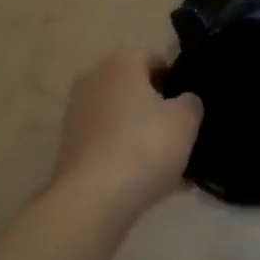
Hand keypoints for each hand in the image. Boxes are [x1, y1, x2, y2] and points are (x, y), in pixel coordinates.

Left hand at [50, 52, 202, 218]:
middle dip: (156, 111)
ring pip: (120, 118)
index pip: (155, 60)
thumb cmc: (143, 147)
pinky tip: (142, 182)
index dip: (175, 82)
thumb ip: (191, 103)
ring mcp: (77, 111)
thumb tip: (184, 101)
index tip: (188, 108)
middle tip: (179, 138)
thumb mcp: (185, 122)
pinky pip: (106, 143)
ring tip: (165, 168)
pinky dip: (122, 155)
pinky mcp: (68, 144)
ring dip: (140, 135)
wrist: (91, 199)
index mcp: (122, 62)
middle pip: (135, 89)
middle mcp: (95, 78)